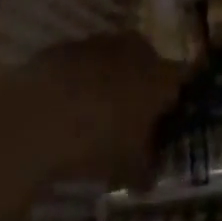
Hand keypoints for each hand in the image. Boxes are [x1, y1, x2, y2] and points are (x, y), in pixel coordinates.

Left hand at [0, 34, 187, 185]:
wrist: (38, 113)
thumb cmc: (97, 139)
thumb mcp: (128, 166)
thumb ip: (145, 168)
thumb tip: (150, 177)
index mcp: (160, 75)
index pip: (183, 78)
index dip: (178, 97)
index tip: (173, 116)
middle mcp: (136, 50)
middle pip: (149, 65)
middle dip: (144, 88)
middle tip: (134, 118)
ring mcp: (100, 43)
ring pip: (115, 60)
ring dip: (111, 81)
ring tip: (97, 113)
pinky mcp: (67, 46)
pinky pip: (83, 63)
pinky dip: (81, 80)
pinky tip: (68, 106)